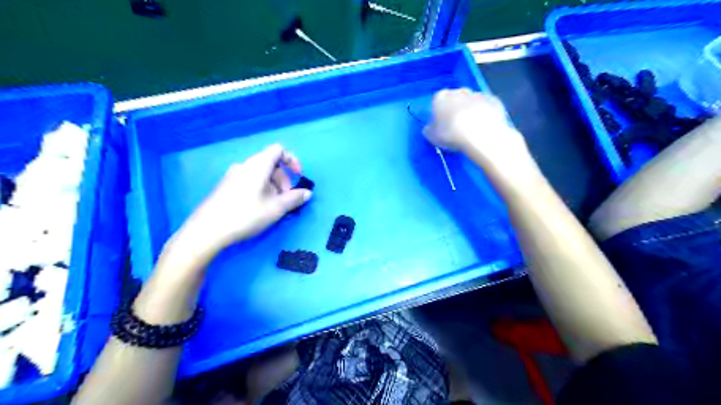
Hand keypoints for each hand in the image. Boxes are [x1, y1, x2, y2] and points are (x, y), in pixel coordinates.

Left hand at [175, 145, 312, 257]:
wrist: (207, 230)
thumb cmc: (246, 215)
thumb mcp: (276, 208)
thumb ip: (294, 198)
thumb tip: (308, 193)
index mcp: (257, 165)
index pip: (278, 150)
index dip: (292, 160)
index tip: (299, 176)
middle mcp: (244, 165)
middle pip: (270, 163)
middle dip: (283, 179)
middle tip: (286, 198)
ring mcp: (233, 176)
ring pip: (260, 174)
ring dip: (273, 186)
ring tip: (274, 206)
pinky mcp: (226, 186)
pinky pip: (249, 181)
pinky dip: (261, 189)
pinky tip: (259, 208)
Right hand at [423, 88, 528, 169]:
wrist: (481, 135)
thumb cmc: (451, 134)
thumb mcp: (432, 137)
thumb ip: (429, 130)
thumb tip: (430, 128)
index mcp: (441, 97)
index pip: (437, 102)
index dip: (439, 115)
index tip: (442, 126)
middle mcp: (459, 91)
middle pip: (455, 99)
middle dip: (455, 110)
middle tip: (457, 128)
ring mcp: (478, 94)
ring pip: (471, 102)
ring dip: (471, 112)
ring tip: (472, 129)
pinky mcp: (494, 100)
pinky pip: (486, 107)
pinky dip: (485, 114)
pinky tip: (484, 127)